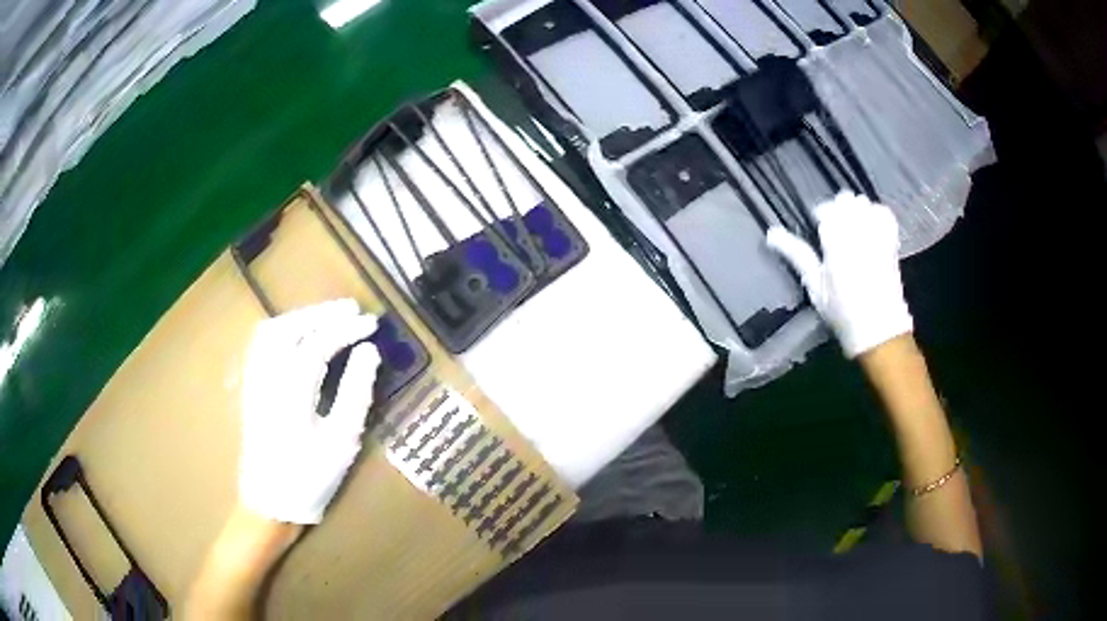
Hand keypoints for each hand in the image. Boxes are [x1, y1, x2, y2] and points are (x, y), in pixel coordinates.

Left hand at [238, 299, 380, 523]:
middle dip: (322, 313)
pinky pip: (260, 344)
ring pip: (271, 331)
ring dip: (301, 317)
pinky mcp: (250, 387)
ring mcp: (254, 380)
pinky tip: (297, 335)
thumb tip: (369, 352)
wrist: (270, 502)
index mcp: (291, 391)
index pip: (320, 343)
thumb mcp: (342, 441)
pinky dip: (282, 330)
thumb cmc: (310, 477)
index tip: (372, 323)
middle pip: (290, 328)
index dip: (347, 329)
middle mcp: (267, 377)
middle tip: (352, 309)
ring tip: (327, 317)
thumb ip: (356, 392)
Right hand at [766, 192, 912, 357]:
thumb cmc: (842, 311)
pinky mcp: (891, 240)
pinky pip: (883, 213)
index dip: (819, 216)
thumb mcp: (815, 285)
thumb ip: (796, 254)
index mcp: (835, 239)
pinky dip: (876, 214)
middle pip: (845, 199)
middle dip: (838, 209)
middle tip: (835, 231)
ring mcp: (877, 233)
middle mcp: (857, 229)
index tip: (818, 231)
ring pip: (863, 203)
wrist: (879, 328)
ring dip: (856, 210)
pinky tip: (871, 228)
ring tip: (853, 229)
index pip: (825, 209)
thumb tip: (771, 233)